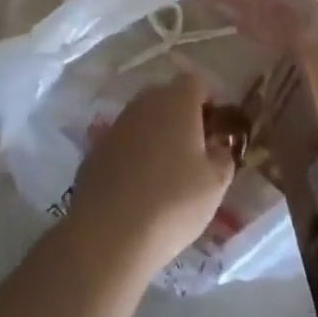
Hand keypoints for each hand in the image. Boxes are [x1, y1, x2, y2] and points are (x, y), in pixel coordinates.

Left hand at [71, 71, 236, 274]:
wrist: (109, 234)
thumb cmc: (173, 202)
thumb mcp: (215, 184)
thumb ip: (223, 157)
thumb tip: (217, 146)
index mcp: (176, 102)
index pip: (195, 82)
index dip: (207, 102)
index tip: (214, 129)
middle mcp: (143, 104)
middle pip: (166, 97)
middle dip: (180, 116)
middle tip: (192, 151)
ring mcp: (115, 125)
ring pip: (142, 119)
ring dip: (155, 135)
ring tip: (165, 172)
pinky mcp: (94, 150)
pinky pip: (122, 143)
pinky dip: (132, 155)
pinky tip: (137, 187)